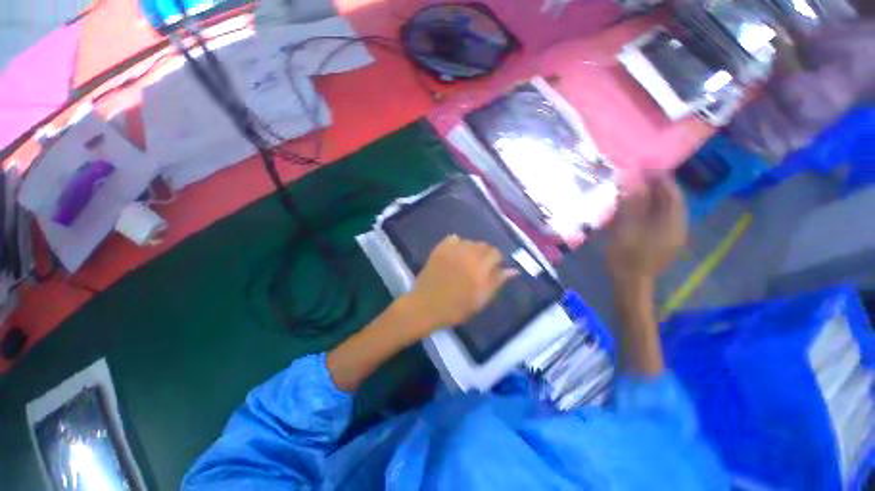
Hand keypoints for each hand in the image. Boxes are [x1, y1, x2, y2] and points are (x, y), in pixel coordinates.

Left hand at [406, 235, 516, 332]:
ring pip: (469, 241)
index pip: (495, 253)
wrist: (426, 306)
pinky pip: (453, 238)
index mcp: (480, 269)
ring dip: (471, 249)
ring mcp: (452, 251)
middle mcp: (467, 255)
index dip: (496, 261)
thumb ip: (497, 282)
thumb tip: (513, 270)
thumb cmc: (456, 308)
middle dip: (485, 254)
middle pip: (483, 245)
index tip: (492, 270)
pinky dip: (457, 244)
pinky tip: (455, 254)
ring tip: (466, 262)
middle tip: (478, 267)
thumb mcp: (481, 300)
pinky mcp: (439, 249)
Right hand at [606, 176, 686, 283]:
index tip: (646, 168)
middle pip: (672, 201)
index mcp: (673, 222)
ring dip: (655, 198)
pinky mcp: (666, 241)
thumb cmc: (627, 254)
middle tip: (640, 178)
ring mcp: (673, 235)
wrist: (630, 281)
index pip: (673, 193)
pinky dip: (653, 210)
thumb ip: (631, 202)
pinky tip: (641, 209)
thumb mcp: (626, 226)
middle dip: (658, 187)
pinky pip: (663, 219)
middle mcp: (678, 226)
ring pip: (668, 210)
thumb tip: (632, 178)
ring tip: (639, 191)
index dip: (661, 178)